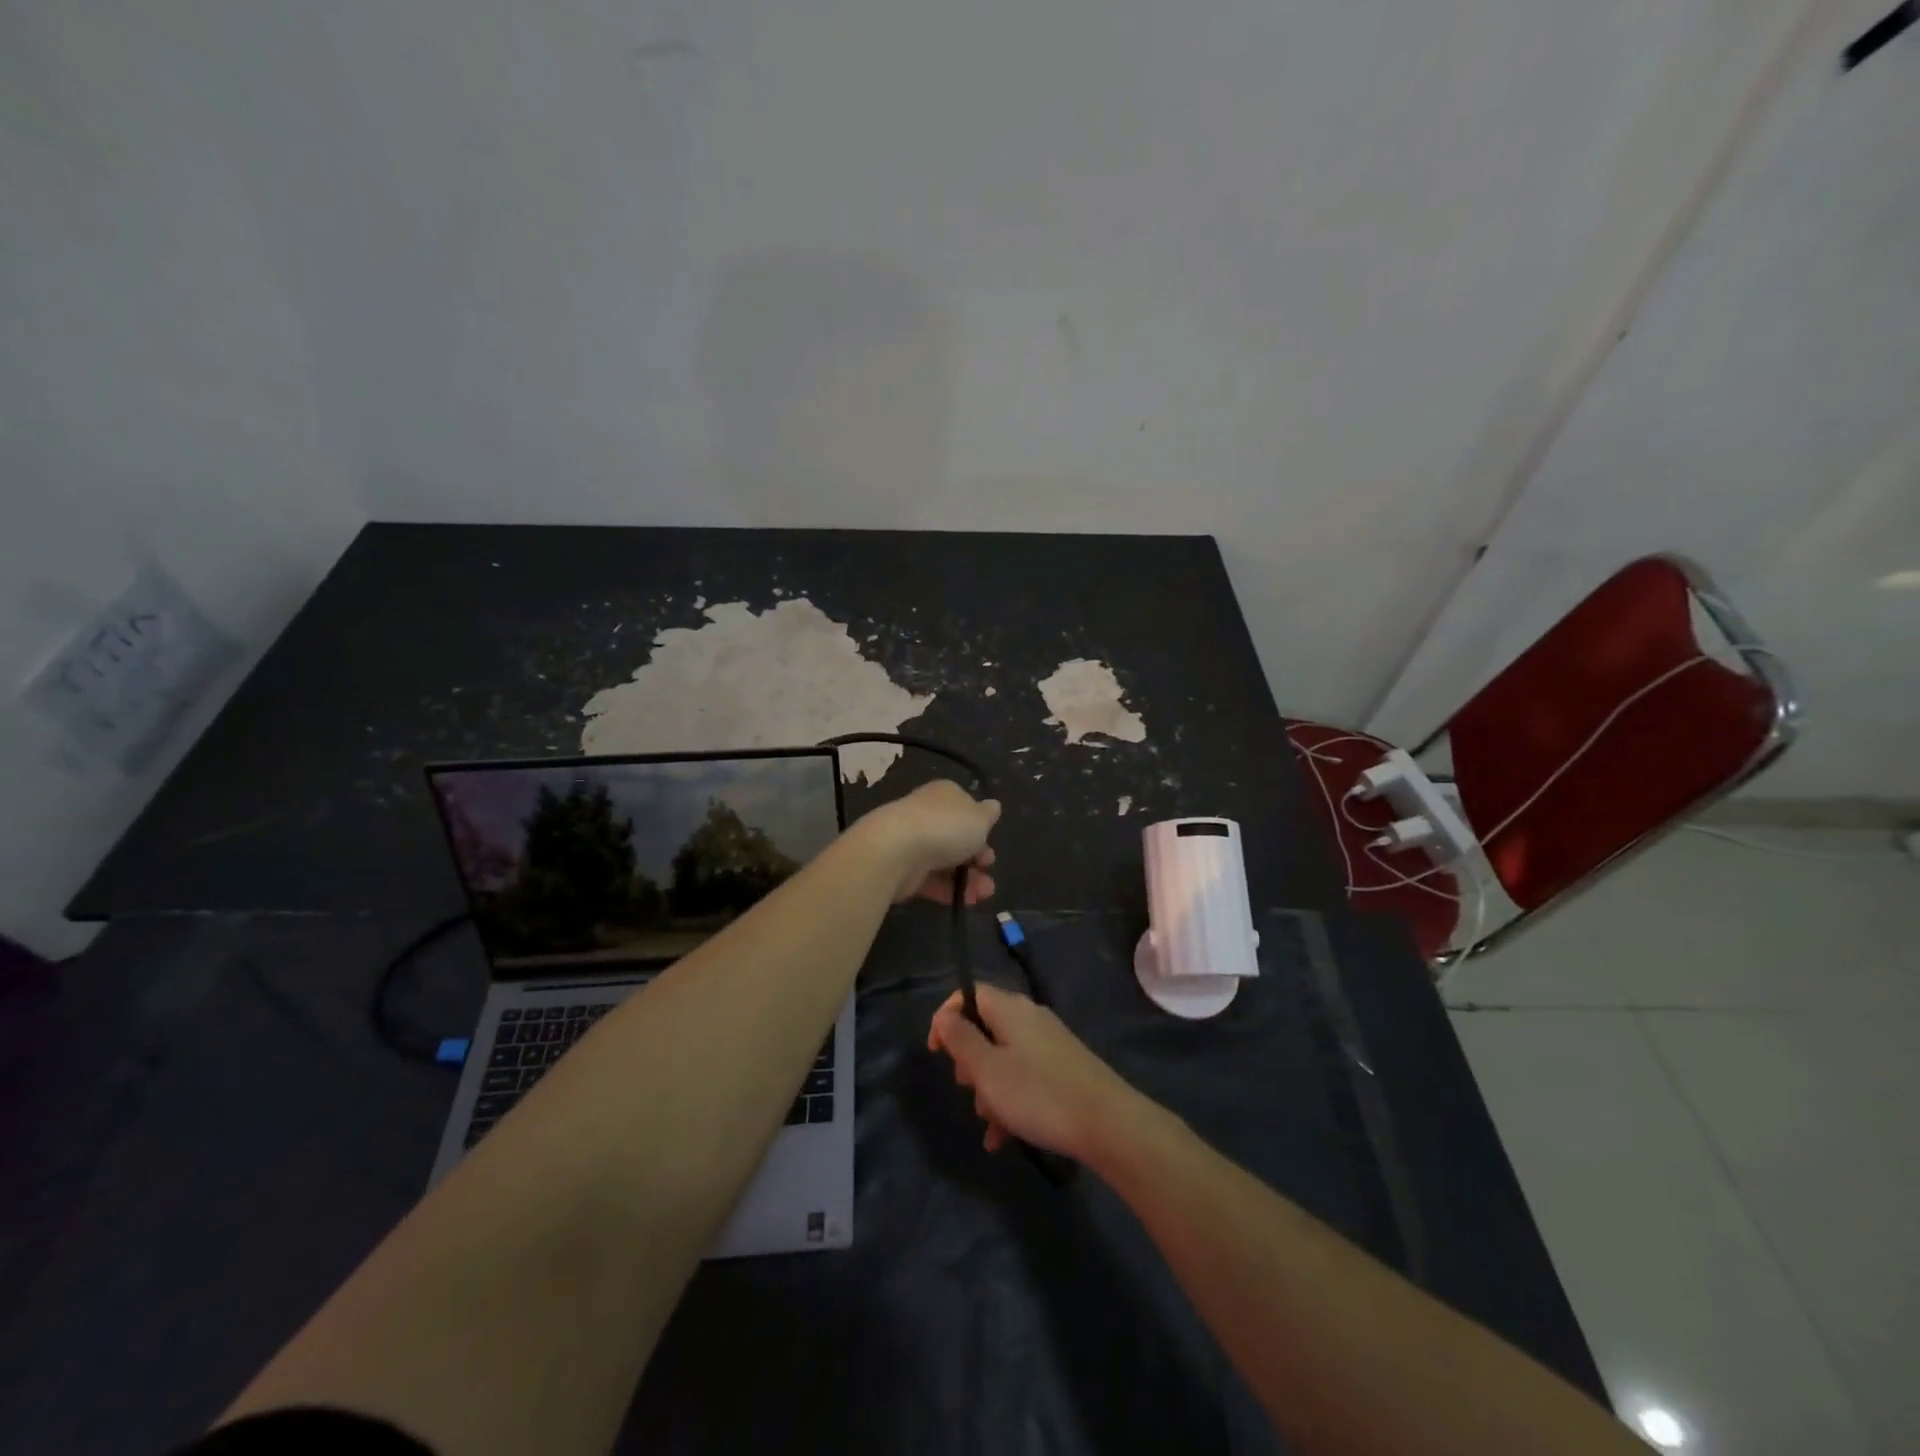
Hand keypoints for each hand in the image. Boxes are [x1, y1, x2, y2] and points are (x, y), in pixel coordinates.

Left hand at [854, 780, 999, 904]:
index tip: (991, 843)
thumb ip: (988, 814)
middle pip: (956, 837)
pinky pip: (930, 880)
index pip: (965, 808)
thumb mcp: (979, 817)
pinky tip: (965, 902)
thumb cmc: (946, 827)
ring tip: (983, 894)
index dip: (981, 827)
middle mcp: (927, 815)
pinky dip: (948, 890)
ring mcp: (913, 842)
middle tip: (988, 869)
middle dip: (977, 857)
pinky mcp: (903, 869)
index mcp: (944, 794)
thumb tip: (993, 806)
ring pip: (946, 861)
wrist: (896, 850)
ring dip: (968, 879)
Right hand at [926, 983, 1138, 1158]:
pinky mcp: (1063, 1070)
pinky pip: (1025, 1077)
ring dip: (989, 1087)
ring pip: (1004, 1057)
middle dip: (969, 1059)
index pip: (970, 994)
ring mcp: (1050, 1044)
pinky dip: (1010, 1100)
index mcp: (1010, 1009)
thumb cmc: (1038, 1093)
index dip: (947, 1017)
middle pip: (986, 1026)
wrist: (1108, 1123)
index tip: (936, 1052)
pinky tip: (1002, 1137)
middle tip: (967, 1087)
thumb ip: (960, 1039)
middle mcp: (1030, 1018)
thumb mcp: (987, 1069)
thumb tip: (944, 1016)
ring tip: (989, 1122)